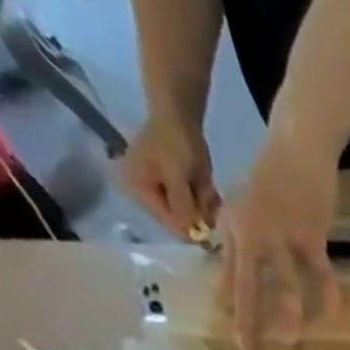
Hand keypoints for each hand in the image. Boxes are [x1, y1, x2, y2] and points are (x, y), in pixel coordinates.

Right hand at [117, 112, 220, 238]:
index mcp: (137, 190)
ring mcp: (159, 193)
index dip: (193, 230)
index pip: (169, 224)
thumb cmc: (175, 142)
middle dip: (199, 213)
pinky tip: (207, 187)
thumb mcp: (178, 176)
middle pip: (182, 221)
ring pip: (192, 215)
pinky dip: (204, 201)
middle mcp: (144, 196)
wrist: (179, 117)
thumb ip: (181, 204)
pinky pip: (195, 206)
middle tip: (208, 196)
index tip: (213, 225)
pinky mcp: (172, 190)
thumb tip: (187, 232)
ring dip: (204, 206)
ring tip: (206, 188)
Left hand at [217, 126, 343, 349]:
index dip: (231, 304)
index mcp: (234, 228)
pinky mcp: (310, 235)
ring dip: (289, 315)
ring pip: (284, 284)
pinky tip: (335, 314)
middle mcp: (252, 235)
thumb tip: (242, 267)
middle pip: (248, 285)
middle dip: (249, 321)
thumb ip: (244, 235)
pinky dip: (329, 294)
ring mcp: (281, 236)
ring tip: (292, 342)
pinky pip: (320, 273)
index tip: (233, 331)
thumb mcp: (248, 202)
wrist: (295, 146)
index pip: (229, 274)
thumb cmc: (273, 175)